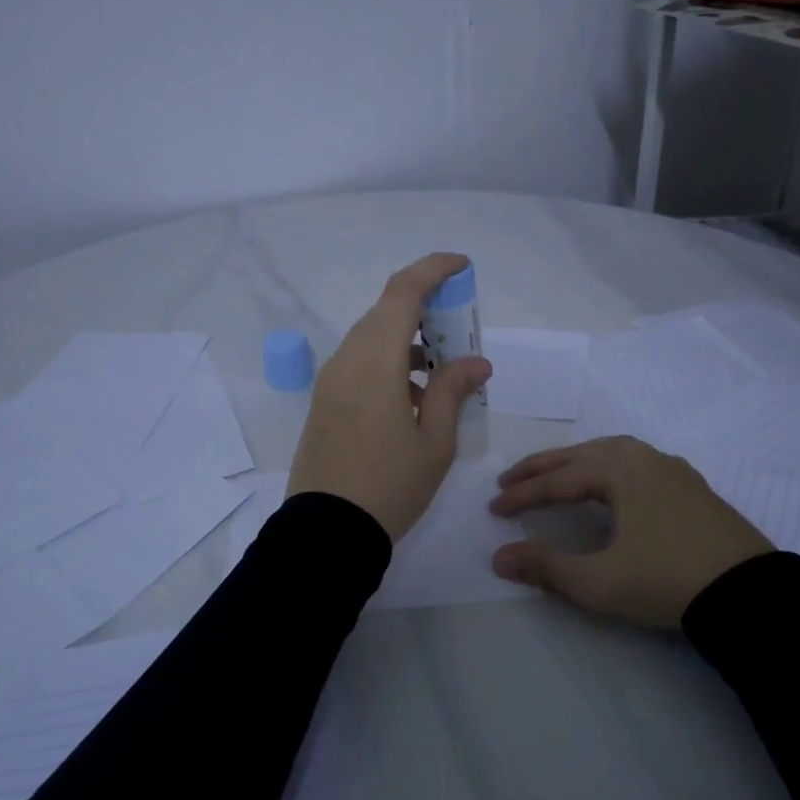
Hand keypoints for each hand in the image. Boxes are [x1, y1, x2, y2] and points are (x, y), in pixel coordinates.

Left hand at [288, 253, 492, 541]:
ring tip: (443, 373)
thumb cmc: (390, 486)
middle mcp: (346, 360)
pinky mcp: (324, 402)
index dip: (432, 270)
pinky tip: (414, 398)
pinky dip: (388, 363)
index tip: (461, 268)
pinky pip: (359, 364)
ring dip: (407, 341)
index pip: (402, 292)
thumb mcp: (435, 441)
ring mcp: (330, 381)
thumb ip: (452, 390)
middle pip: (385, 312)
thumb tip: (474, 361)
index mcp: (375, 361)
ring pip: (371, 339)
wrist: (327, 532)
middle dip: (425, 310)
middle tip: (459, 332)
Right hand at [488, 436, 773, 627]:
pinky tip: (610, 485)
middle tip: (509, 480)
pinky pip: (637, 463)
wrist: (750, 596)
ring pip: (612, 453)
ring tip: (554, 476)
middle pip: (581, 456)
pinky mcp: (692, 487)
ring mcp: (673, 470)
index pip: (558, 480)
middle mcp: (645, 459)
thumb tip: (498, 557)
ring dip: (576, 462)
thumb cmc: (667, 581)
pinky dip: (608, 468)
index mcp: (620, 471)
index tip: (494, 508)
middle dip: (542, 468)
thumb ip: (546, 567)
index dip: (522, 494)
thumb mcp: (599, 581)